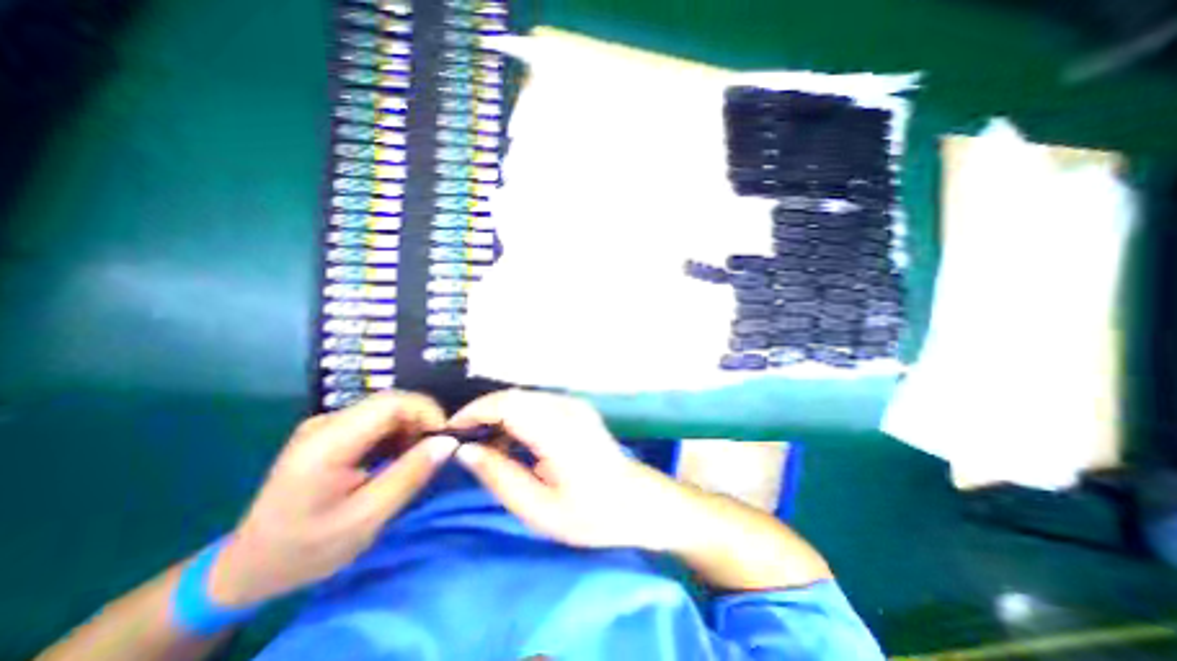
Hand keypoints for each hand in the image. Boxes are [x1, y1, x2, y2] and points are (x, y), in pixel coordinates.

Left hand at [206, 391, 453, 603]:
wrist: (250, 566)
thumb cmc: (307, 549)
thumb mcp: (367, 519)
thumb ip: (410, 475)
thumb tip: (448, 442)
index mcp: (328, 443)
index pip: (392, 403)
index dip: (427, 412)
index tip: (444, 440)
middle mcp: (325, 423)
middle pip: (391, 401)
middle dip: (422, 421)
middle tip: (433, 453)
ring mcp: (325, 425)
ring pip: (387, 409)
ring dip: (410, 428)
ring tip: (414, 460)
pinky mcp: (330, 431)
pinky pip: (376, 420)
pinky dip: (396, 434)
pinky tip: (395, 458)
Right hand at [449, 390, 690, 549]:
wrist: (637, 501)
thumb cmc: (591, 515)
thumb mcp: (540, 510)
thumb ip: (501, 477)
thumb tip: (466, 451)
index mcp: (560, 433)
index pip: (509, 405)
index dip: (476, 411)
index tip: (451, 431)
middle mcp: (568, 409)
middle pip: (515, 396)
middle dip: (484, 413)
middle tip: (464, 442)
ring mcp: (575, 405)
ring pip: (525, 397)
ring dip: (500, 414)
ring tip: (485, 446)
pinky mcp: (577, 408)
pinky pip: (537, 403)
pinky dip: (517, 416)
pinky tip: (512, 441)